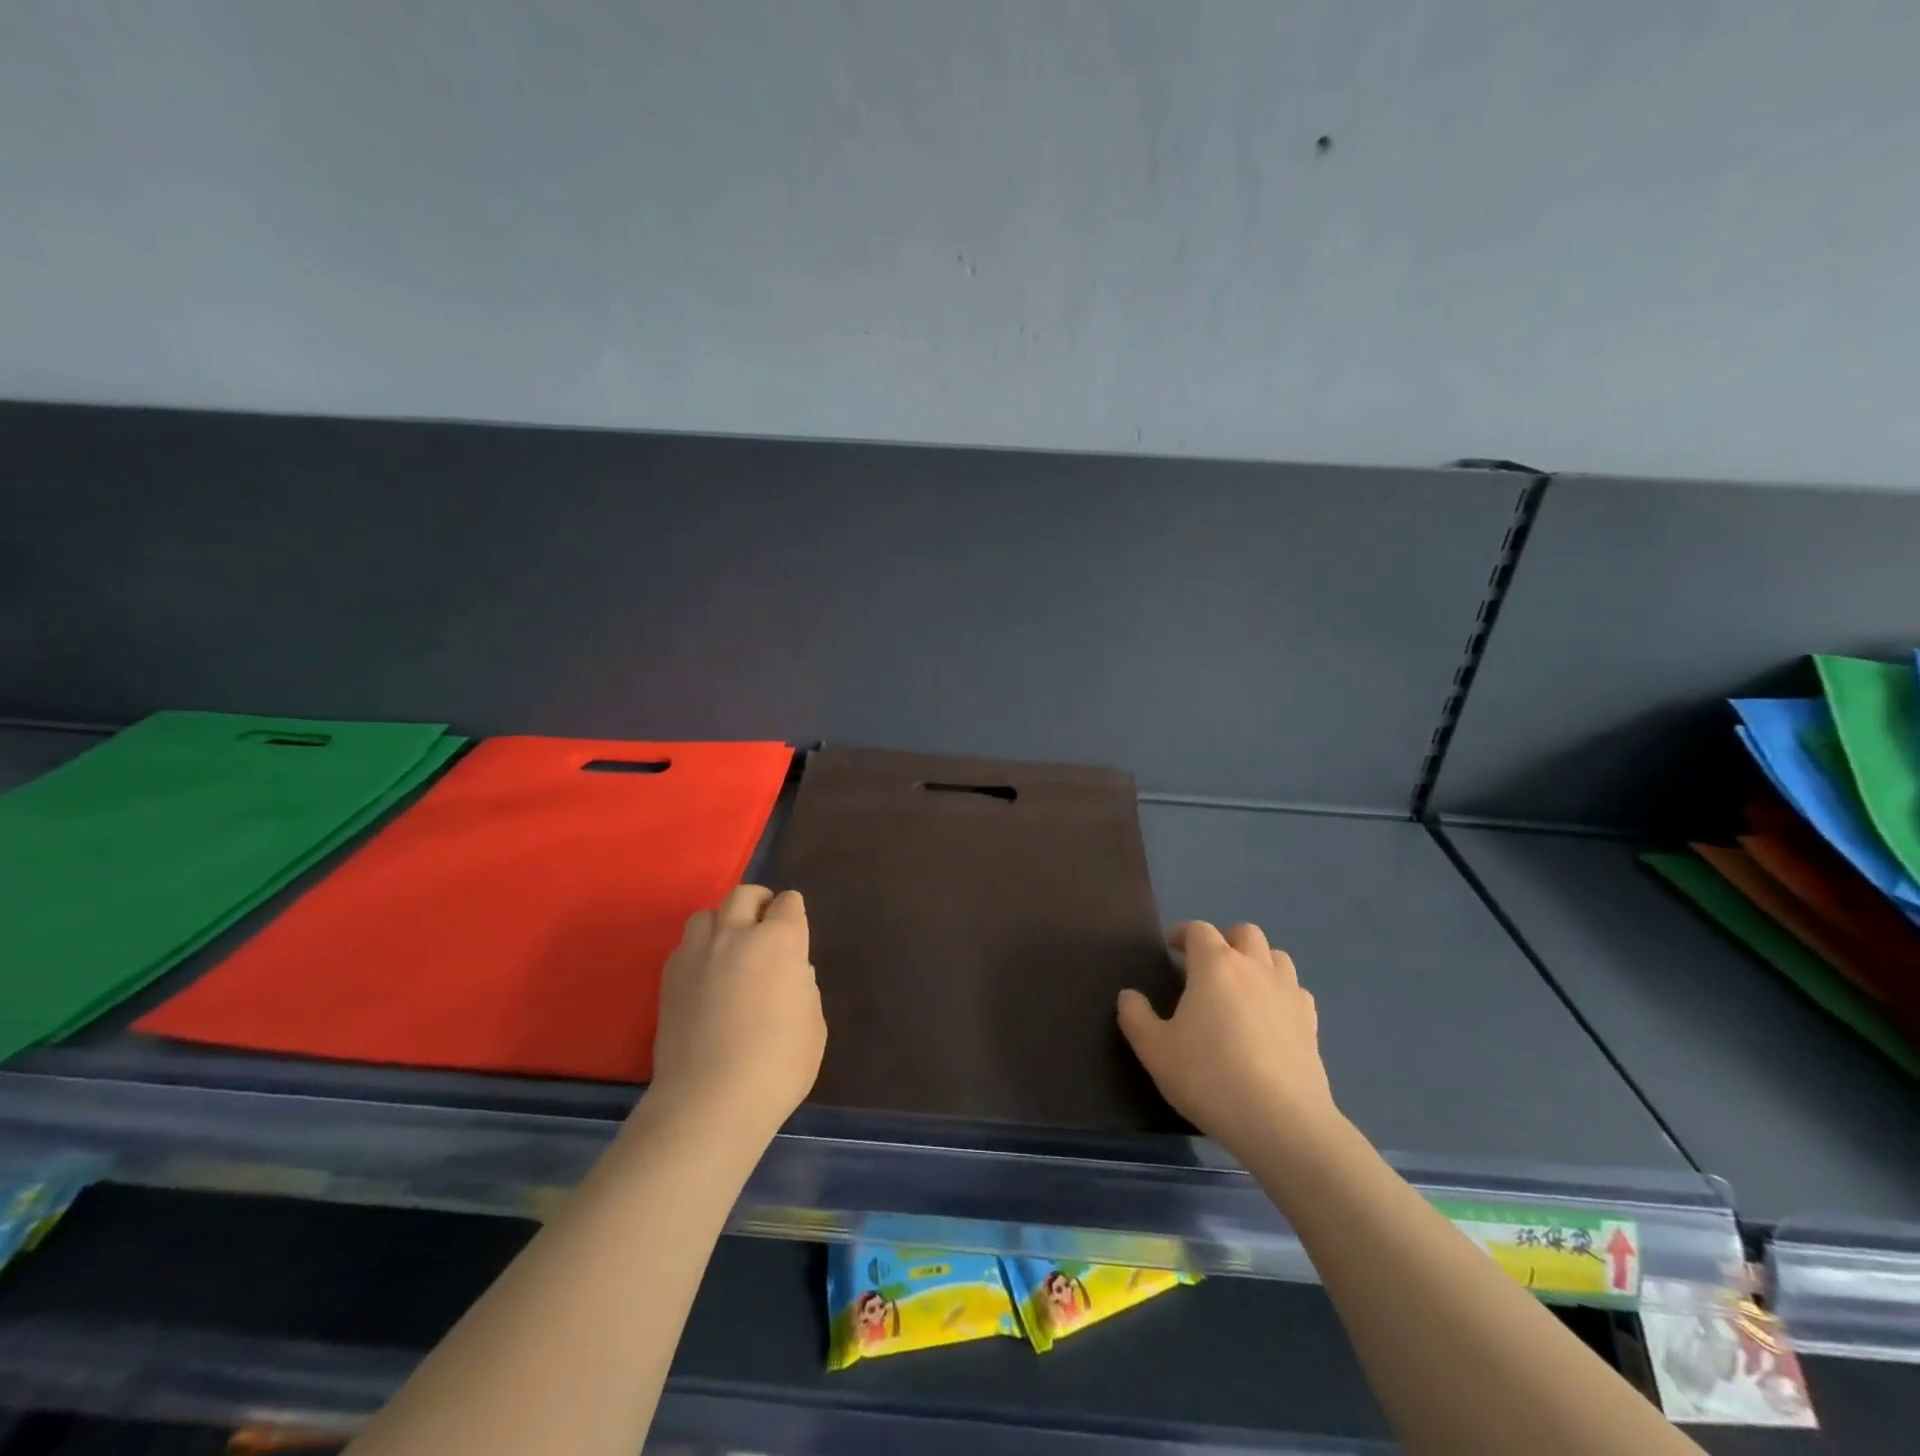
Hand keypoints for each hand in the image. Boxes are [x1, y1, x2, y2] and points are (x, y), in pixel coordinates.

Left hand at [647, 886, 825, 1144]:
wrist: (710, 1100)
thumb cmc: (778, 1064)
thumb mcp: (813, 1024)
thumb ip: (802, 986)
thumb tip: (790, 973)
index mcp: (780, 940)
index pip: (788, 902)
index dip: (793, 912)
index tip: (795, 929)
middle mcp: (737, 934)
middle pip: (743, 894)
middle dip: (757, 902)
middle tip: (764, 924)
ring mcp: (697, 954)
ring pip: (706, 914)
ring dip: (721, 922)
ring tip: (728, 947)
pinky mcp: (668, 978)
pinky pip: (684, 946)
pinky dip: (697, 950)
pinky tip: (704, 976)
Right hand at [1118, 921, 1337, 1159]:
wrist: (1281, 1123)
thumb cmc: (1209, 1077)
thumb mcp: (1154, 1050)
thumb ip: (1135, 1016)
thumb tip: (1129, 995)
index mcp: (1215, 965)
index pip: (1199, 930)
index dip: (1183, 934)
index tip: (1172, 950)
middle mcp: (1254, 968)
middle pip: (1245, 933)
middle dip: (1225, 940)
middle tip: (1208, 967)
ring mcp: (1288, 993)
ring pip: (1276, 957)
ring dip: (1257, 962)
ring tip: (1241, 988)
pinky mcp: (1311, 1023)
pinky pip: (1295, 991)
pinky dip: (1280, 993)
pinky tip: (1269, 1017)